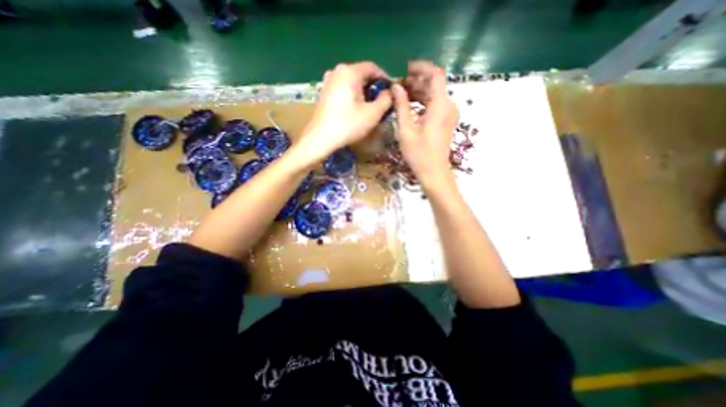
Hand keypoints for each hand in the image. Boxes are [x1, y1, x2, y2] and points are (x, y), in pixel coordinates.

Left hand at [297, 60, 394, 161]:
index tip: (391, 91)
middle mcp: (337, 71)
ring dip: (364, 91)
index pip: (373, 67)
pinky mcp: (324, 92)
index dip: (385, 78)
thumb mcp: (373, 113)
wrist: (321, 138)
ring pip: (352, 82)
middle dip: (374, 86)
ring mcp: (328, 81)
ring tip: (371, 106)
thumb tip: (389, 92)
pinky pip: (343, 88)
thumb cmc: (348, 125)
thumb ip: (386, 99)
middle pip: (361, 74)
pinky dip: (353, 95)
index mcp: (349, 71)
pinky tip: (356, 108)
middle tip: (382, 101)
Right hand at [391, 61, 457, 186]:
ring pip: (434, 94)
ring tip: (400, 94)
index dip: (421, 67)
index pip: (435, 74)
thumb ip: (401, 105)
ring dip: (418, 91)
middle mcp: (448, 105)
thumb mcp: (406, 129)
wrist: (434, 171)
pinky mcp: (446, 121)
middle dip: (416, 81)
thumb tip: (396, 86)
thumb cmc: (419, 153)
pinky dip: (423, 101)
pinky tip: (409, 105)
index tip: (405, 68)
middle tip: (397, 85)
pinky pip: (435, 104)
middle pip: (434, 84)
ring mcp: (448, 113)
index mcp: (440, 105)